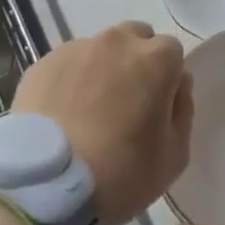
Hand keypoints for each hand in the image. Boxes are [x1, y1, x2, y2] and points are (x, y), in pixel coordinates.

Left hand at [12, 20, 192, 224]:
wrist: (46, 185)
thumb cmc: (121, 172)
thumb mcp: (175, 155)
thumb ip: (183, 110)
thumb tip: (176, 85)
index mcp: (156, 59)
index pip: (172, 52)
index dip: (167, 78)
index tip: (157, 106)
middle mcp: (117, 42)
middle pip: (134, 38)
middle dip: (135, 62)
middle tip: (126, 102)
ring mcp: (76, 49)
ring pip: (99, 50)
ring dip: (101, 69)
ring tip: (88, 111)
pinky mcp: (42, 64)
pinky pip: (67, 65)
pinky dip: (69, 81)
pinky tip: (62, 115)